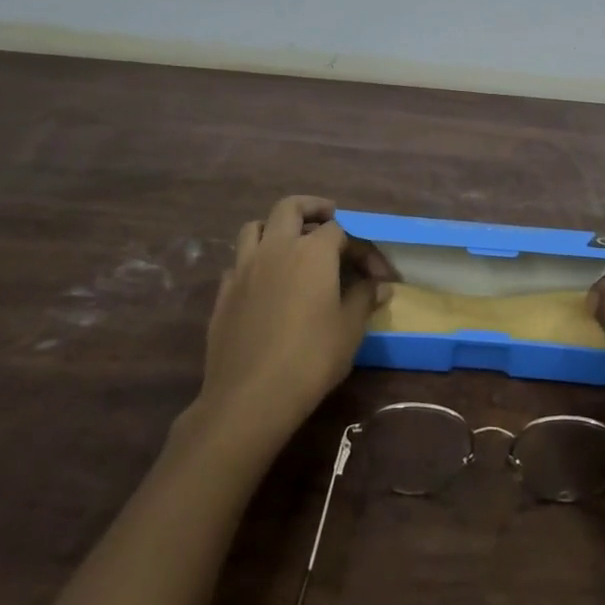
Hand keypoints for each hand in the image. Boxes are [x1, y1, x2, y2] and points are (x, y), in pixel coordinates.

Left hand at [194, 196, 395, 448]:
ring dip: (275, 227)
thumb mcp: (350, 329)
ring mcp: (244, 268)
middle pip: (290, 208)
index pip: (341, 231)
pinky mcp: (224, 292)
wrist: (250, 397)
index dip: (362, 248)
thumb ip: (365, 298)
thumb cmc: (310, 358)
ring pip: (255, 227)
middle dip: (312, 208)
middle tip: (328, 217)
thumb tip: (379, 284)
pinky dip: (255, 260)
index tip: (379, 275)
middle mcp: (276, 248)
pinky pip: (239, 261)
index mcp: (312, 251)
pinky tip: (265, 282)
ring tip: (291, 243)